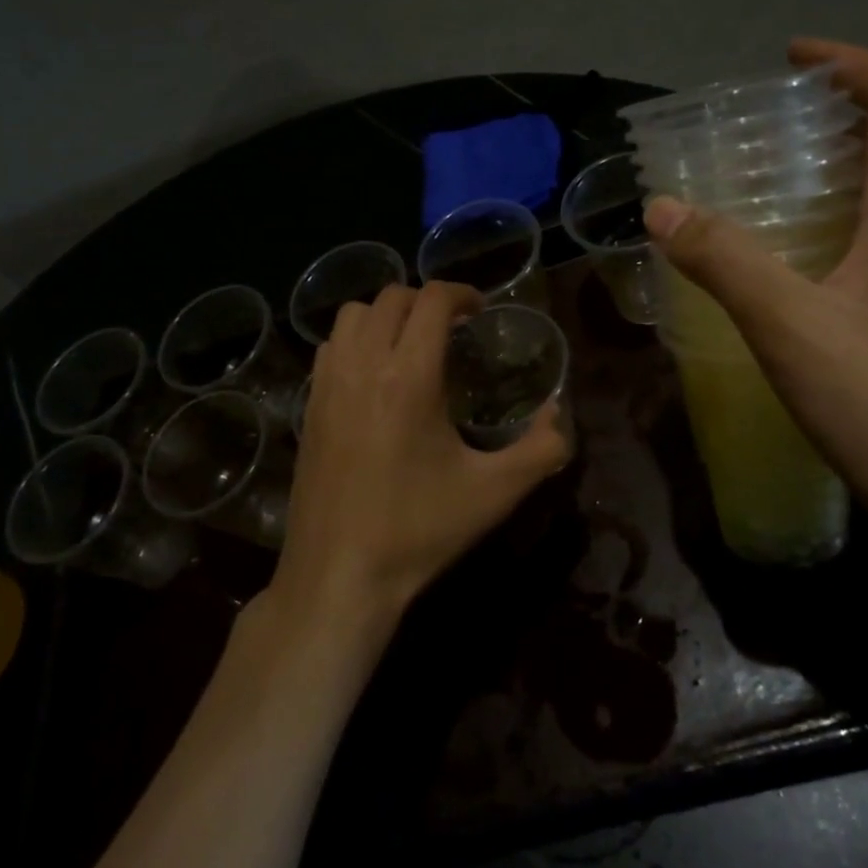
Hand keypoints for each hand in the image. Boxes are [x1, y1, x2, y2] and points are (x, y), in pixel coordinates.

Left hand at [274, 282, 571, 625]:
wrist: (339, 574)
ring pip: (352, 317)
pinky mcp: (308, 408)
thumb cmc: (419, 530)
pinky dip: (355, 341)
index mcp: (410, 376)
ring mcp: (328, 386)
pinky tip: (374, 377)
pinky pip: (329, 348)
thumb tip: (558, 413)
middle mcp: (363, 367)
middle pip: (390, 298)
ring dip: (386, 316)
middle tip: (453, 329)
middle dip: (426, 302)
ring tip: (411, 346)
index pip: (431, 300)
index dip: (462, 293)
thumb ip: (541, 449)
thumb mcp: (495, 493)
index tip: (481, 311)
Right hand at [644, 38, 867, 556]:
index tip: (793, 60)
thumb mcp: (789, 327)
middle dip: (840, 120)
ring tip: (785, 195)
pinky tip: (820, 268)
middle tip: (771, 136)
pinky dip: (865, 222)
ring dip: (852, 174)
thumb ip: (723, 260)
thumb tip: (662, 207)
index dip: (851, 62)